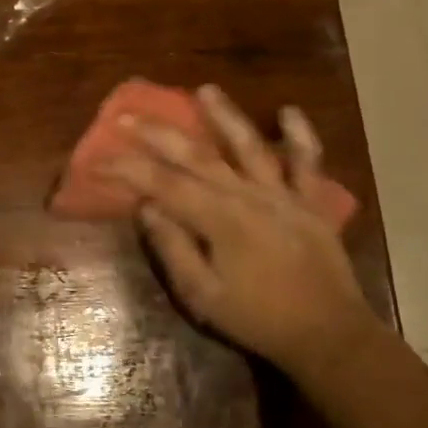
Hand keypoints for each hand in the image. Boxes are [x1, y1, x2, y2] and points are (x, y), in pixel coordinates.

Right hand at [104, 85, 378, 376]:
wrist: (330, 337)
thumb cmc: (258, 319)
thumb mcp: (203, 296)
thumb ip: (173, 248)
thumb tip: (145, 206)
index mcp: (219, 220)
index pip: (163, 184)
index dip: (126, 169)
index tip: (97, 160)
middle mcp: (249, 195)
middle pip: (197, 155)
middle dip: (158, 134)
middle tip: (127, 116)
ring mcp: (283, 194)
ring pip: (250, 146)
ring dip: (226, 117)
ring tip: (205, 90)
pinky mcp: (311, 202)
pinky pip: (308, 164)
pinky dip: (301, 136)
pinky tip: (289, 111)